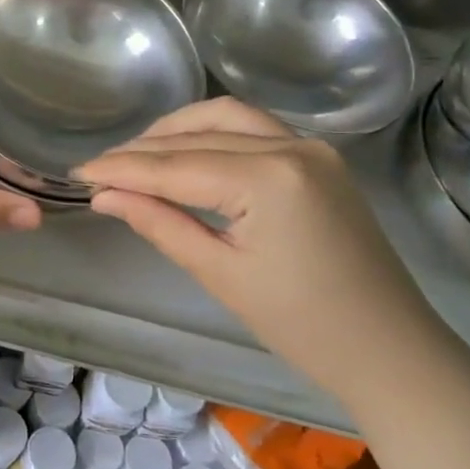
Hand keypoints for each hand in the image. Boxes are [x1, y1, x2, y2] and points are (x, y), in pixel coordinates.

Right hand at [77, 99, 446, 408]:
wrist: (391, 351)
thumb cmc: (302, 325)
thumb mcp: (220, 274)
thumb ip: (159, 223)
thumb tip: (104, 196)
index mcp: (268, 178)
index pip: (175, 166)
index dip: (121, 169)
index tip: (78, 173)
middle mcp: (291, 146)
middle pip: (197, 134)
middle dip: (142, 150)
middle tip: (99, 169)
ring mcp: (311, 147)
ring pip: (225, 117)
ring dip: (176, 130)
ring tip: (136, 155)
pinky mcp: (319, 158)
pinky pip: (253, 128)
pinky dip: (211, 134)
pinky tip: (185, 152)